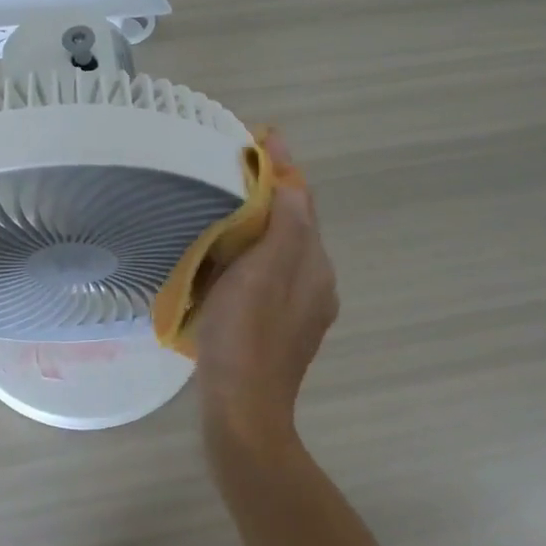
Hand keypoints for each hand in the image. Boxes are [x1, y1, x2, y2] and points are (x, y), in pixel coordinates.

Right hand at [192, 132, 337, 445]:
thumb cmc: (245, 336)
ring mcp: (300, 308)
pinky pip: (271, 271)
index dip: (284, 166)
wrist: (243, 410)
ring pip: (284, 247)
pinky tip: (229, 254)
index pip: (302, 201)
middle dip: (273, 189)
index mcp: (314, 264)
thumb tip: (290, 183)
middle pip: (296, 222)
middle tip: (237, 165)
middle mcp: (316, 282)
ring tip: (228, 200)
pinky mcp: (281, 326)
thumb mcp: (262, 273)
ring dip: (263, 218)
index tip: (261, 135)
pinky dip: (255, 249)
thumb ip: (284, 225)